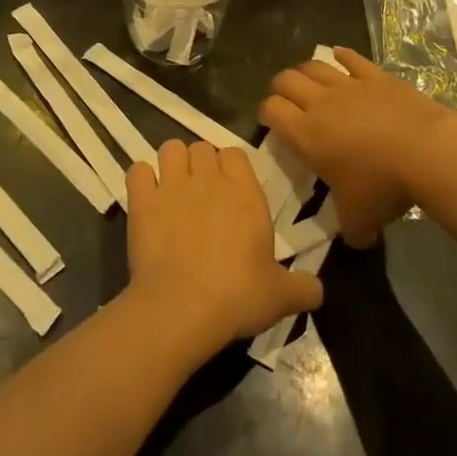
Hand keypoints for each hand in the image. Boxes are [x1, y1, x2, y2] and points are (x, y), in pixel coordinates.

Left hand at [125, 141, 324, 356]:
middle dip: (200, 165)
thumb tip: (319, 291)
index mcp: (244, 191)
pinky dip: (141, 180)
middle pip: (202, 148)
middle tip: (201, 195)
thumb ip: (304, 287)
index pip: (235, 153)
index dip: (230, 168)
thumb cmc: (238, 295)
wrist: (183, 308)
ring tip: (173, 190)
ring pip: (170, 149)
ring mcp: (172, 185)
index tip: (230, 191)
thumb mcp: (281, 297)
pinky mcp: (142, 199)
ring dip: (172, 164)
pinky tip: (146, 199)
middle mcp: (208, 178)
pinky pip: (138, 170)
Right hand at [259, 48, 456, 248]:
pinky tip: (340, 57)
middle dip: (281, 88)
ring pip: (314, 65)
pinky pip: (351, 58)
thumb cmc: (383, 186)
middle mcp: (320, 103)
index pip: (271, 110)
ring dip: (306, 71)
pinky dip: (342, 56)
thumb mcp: (360, 220)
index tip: (271, 123)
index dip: (265, 113)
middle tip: (287, 102)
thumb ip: (351, 231)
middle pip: (286, 79)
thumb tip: (356, 240)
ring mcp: (348, 84)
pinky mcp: (375, 75)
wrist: (426, 152)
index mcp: (306, 134)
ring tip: (310, 81)